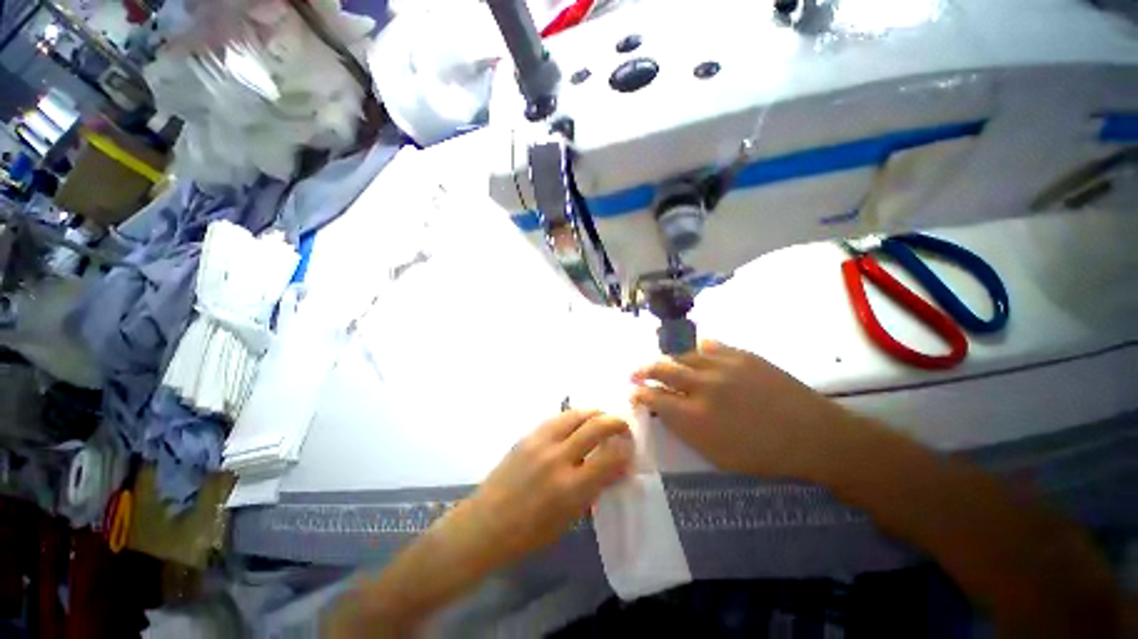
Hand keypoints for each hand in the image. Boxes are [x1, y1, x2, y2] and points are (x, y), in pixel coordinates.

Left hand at [444, 410, 633, 572]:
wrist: (486, 524)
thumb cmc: (529, 533)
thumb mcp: (569, 518)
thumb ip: (594, 489)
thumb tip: (616, 467)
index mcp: (571, 488)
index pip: (610, 458)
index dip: (626, 449)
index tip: (630, 448)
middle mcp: (558, 458)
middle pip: (596, 426)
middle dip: (616, 422)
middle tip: (622, 426)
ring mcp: (541, 442)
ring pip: (576, 414)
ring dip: (595, 413)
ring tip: (601, 418)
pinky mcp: (528, 435)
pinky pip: (557, 418)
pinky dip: (574, 416)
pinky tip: (577, 422)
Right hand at [631, 340, 853, 479]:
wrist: (813, 436)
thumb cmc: (763, 455)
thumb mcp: (716, 455)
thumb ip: (685, 430)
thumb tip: (665, 411)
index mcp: (695, 417)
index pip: (654, 397)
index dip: (640, 392)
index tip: (633, 391)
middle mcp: (702, 386)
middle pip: (662, 369)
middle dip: (643, 370)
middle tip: (635, 372)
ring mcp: (722, 366)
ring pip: (682, 354)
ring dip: (666, 358)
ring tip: (661, 361)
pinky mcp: (740, 355)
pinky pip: (708, 345)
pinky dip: (695, 348)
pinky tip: (692, 351)